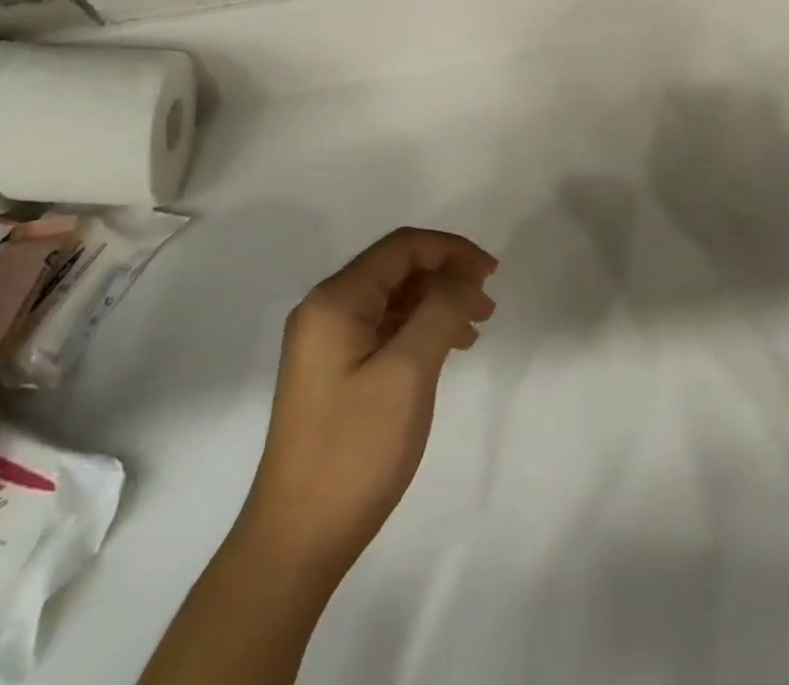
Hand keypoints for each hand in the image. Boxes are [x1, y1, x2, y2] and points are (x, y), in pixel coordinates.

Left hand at [244, 228, 497, 581]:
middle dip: (446, 277)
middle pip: (396, 269)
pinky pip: (383, 329)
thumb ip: (442, 309)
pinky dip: (419, 330)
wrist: (296, 542)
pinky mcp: (333, 371)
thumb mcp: (408, 372)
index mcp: (335, 301)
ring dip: (436, 304)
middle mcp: (325, 310)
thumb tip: (467, 271)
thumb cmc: (354, 450)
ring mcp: (326, 343)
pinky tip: (445, 351)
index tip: (492, 274)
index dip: (451, 251)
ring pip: (393, 299)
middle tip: (488, 306)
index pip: (402, 248)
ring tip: (474, 330)